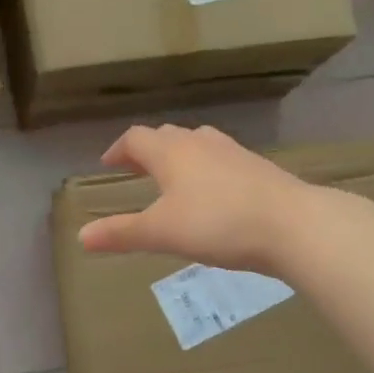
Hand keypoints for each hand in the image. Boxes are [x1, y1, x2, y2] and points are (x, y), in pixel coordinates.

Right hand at [77, 124, 317, 272]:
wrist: (293, 224)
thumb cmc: (217, 223)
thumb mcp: (162, 232)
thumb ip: (121, 233)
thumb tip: (81, 236)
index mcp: (171, 152)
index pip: (136, 138)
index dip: (119, 149)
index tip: (109, 164)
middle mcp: (200, 143)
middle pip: (166, 136)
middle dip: (147, 151)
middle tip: (136, 170)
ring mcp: (233, 152)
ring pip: (197, 144)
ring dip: (178, 156)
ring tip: (173, 178)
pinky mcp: (258, 168)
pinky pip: (221, 160)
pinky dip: (206, 170)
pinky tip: (213, 194)